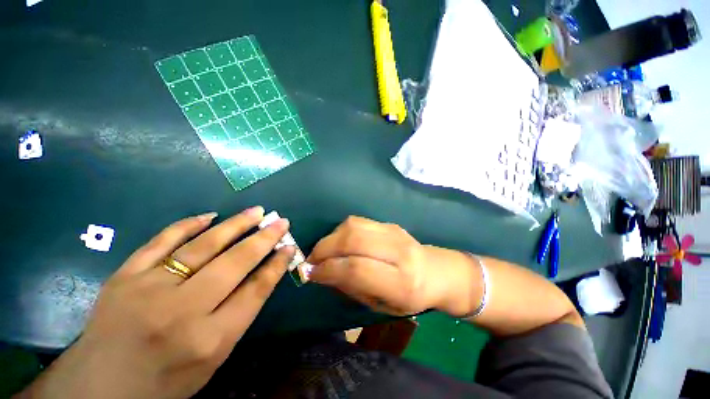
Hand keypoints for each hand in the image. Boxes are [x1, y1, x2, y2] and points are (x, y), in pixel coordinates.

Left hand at [22, 207, 293, 398]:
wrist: (103, 387)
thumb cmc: (168, 378)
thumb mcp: (215, 355)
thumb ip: (242, 311)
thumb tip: (266, 271)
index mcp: (210, 339)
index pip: (256, 290)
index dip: (277, 264)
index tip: (289, 246)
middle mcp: (182, 311)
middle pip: (235, 263)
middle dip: (264, 238)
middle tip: (281, 221)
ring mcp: (149, 289)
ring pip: (204, 246)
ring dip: (236, 225)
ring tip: (256, 212)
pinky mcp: (125, 276)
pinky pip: (161, 241)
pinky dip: (188, 225)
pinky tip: (210, 216)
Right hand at [307, 216, 479, 316]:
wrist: (436, 272)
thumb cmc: (410, 297)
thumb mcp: (382, 305)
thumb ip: (351, 287)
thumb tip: (322, 272)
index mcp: (401, 283)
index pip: (357, 269)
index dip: (329, 269)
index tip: (310, 273)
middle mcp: (399, 252)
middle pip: (354, 240)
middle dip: (325, 249)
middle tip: (311, 260)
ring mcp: (395, 232)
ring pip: (353, 226)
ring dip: (331, 238)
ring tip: (322, 251)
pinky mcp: (389, 223)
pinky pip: (358, 221)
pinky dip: (341, 231)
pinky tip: (337, 242)